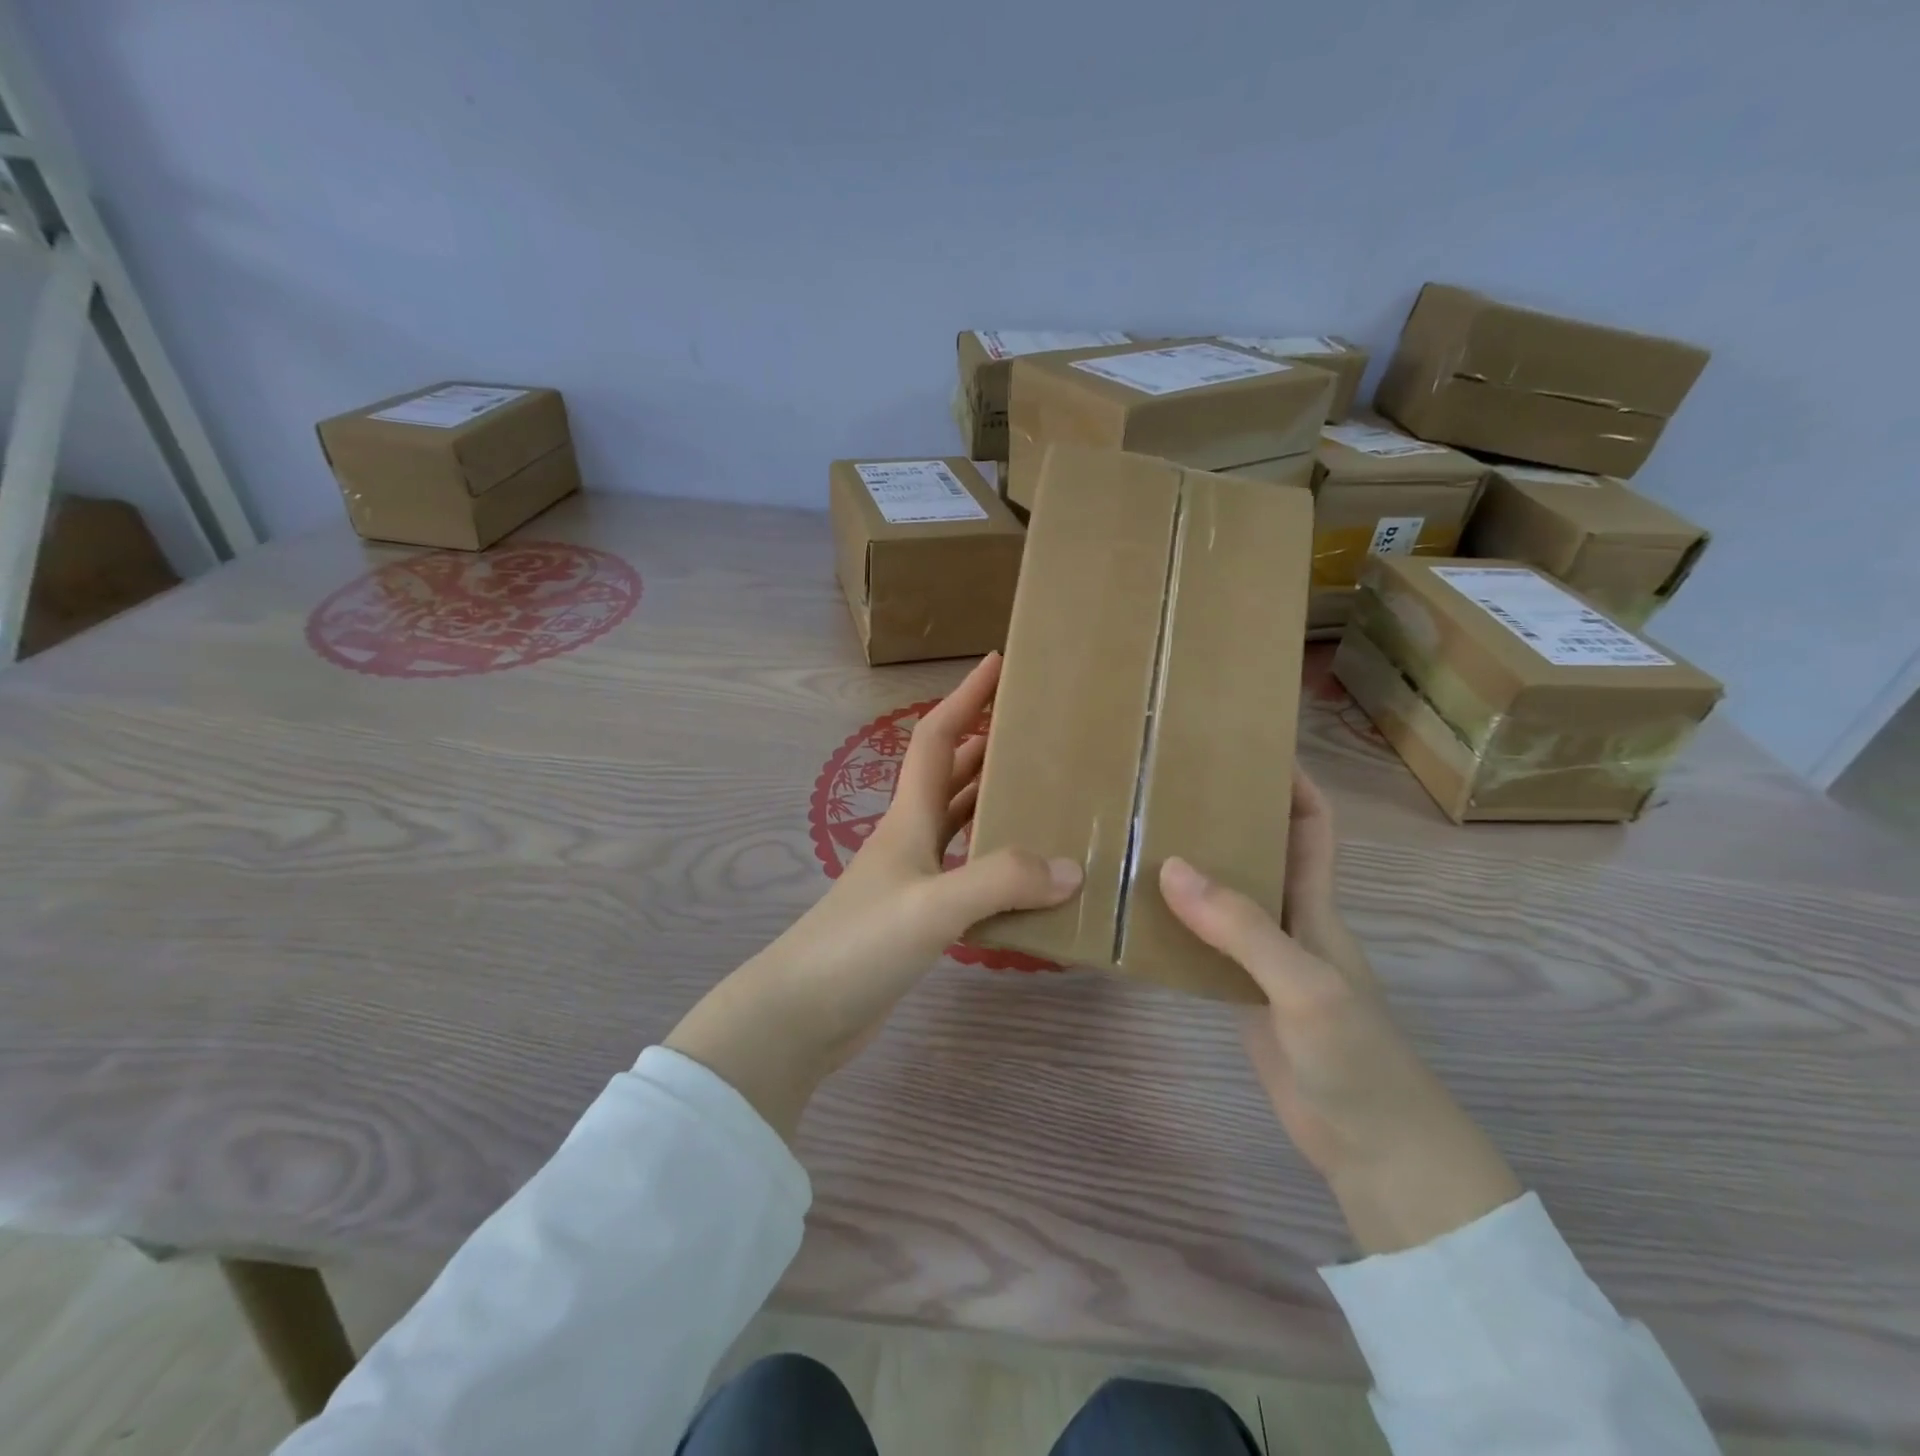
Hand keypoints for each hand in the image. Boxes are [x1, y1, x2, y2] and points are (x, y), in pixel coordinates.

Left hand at [666, 654, 1081, 1140]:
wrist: (801, 1014)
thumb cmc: (858, 946)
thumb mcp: (932, 906)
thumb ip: (1001, 881)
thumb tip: (1071, 868)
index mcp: (908, 819)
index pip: (937, 739)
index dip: (965, 697)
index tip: (998, 663)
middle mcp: (910, 840)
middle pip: (951, 776)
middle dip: (988, 744)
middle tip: (1038, 731)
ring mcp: (912, 880)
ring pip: (961, 825)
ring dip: (995, 802)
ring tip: (1045, 794)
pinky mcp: (917, 919)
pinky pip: (967, 875)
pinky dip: (997, 866)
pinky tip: (1028, 879)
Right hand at [1160, 768, 1519, 1254]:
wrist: (1373, 1149)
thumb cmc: (1357, 1058)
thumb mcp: (1304, 986)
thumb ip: (1242, 929)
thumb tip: (1171, 866)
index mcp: (1315, 905)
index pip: (1311, 826)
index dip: (1291, 782)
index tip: (1247, 746)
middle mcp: (1287, 921)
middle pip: (1259, 851)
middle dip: (1223, 815)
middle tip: (1165, 789)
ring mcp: (1262, 961)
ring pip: (1225, 897)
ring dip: (1191, 868)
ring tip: (1137, 837)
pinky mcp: (1239, 995)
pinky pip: (1203, 944)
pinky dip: (1174, 924)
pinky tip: (1135, 915)